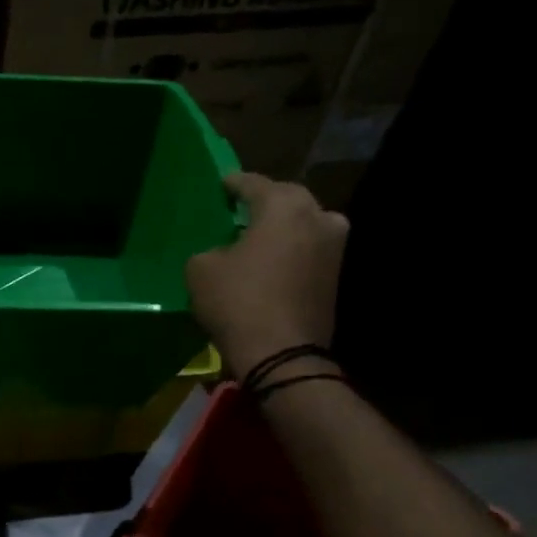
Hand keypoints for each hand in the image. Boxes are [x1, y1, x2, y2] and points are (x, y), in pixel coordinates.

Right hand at [185, 171, 348, 379]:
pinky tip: (271, 261)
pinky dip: (292, 249)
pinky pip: (309, 249)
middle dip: (265, 201)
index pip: (255, 183)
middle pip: (288, 199)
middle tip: (241, 209)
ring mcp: (334, 247)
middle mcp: (317, 217)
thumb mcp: (201, 269)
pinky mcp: (336, 275)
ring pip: (305, 223)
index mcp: (284, 207)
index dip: (234, 183)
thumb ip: (210, 249)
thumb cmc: (237, 301)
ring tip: (257, 236)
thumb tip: (223, 252)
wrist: (282, 353)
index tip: (221, 184)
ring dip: (283, 226)